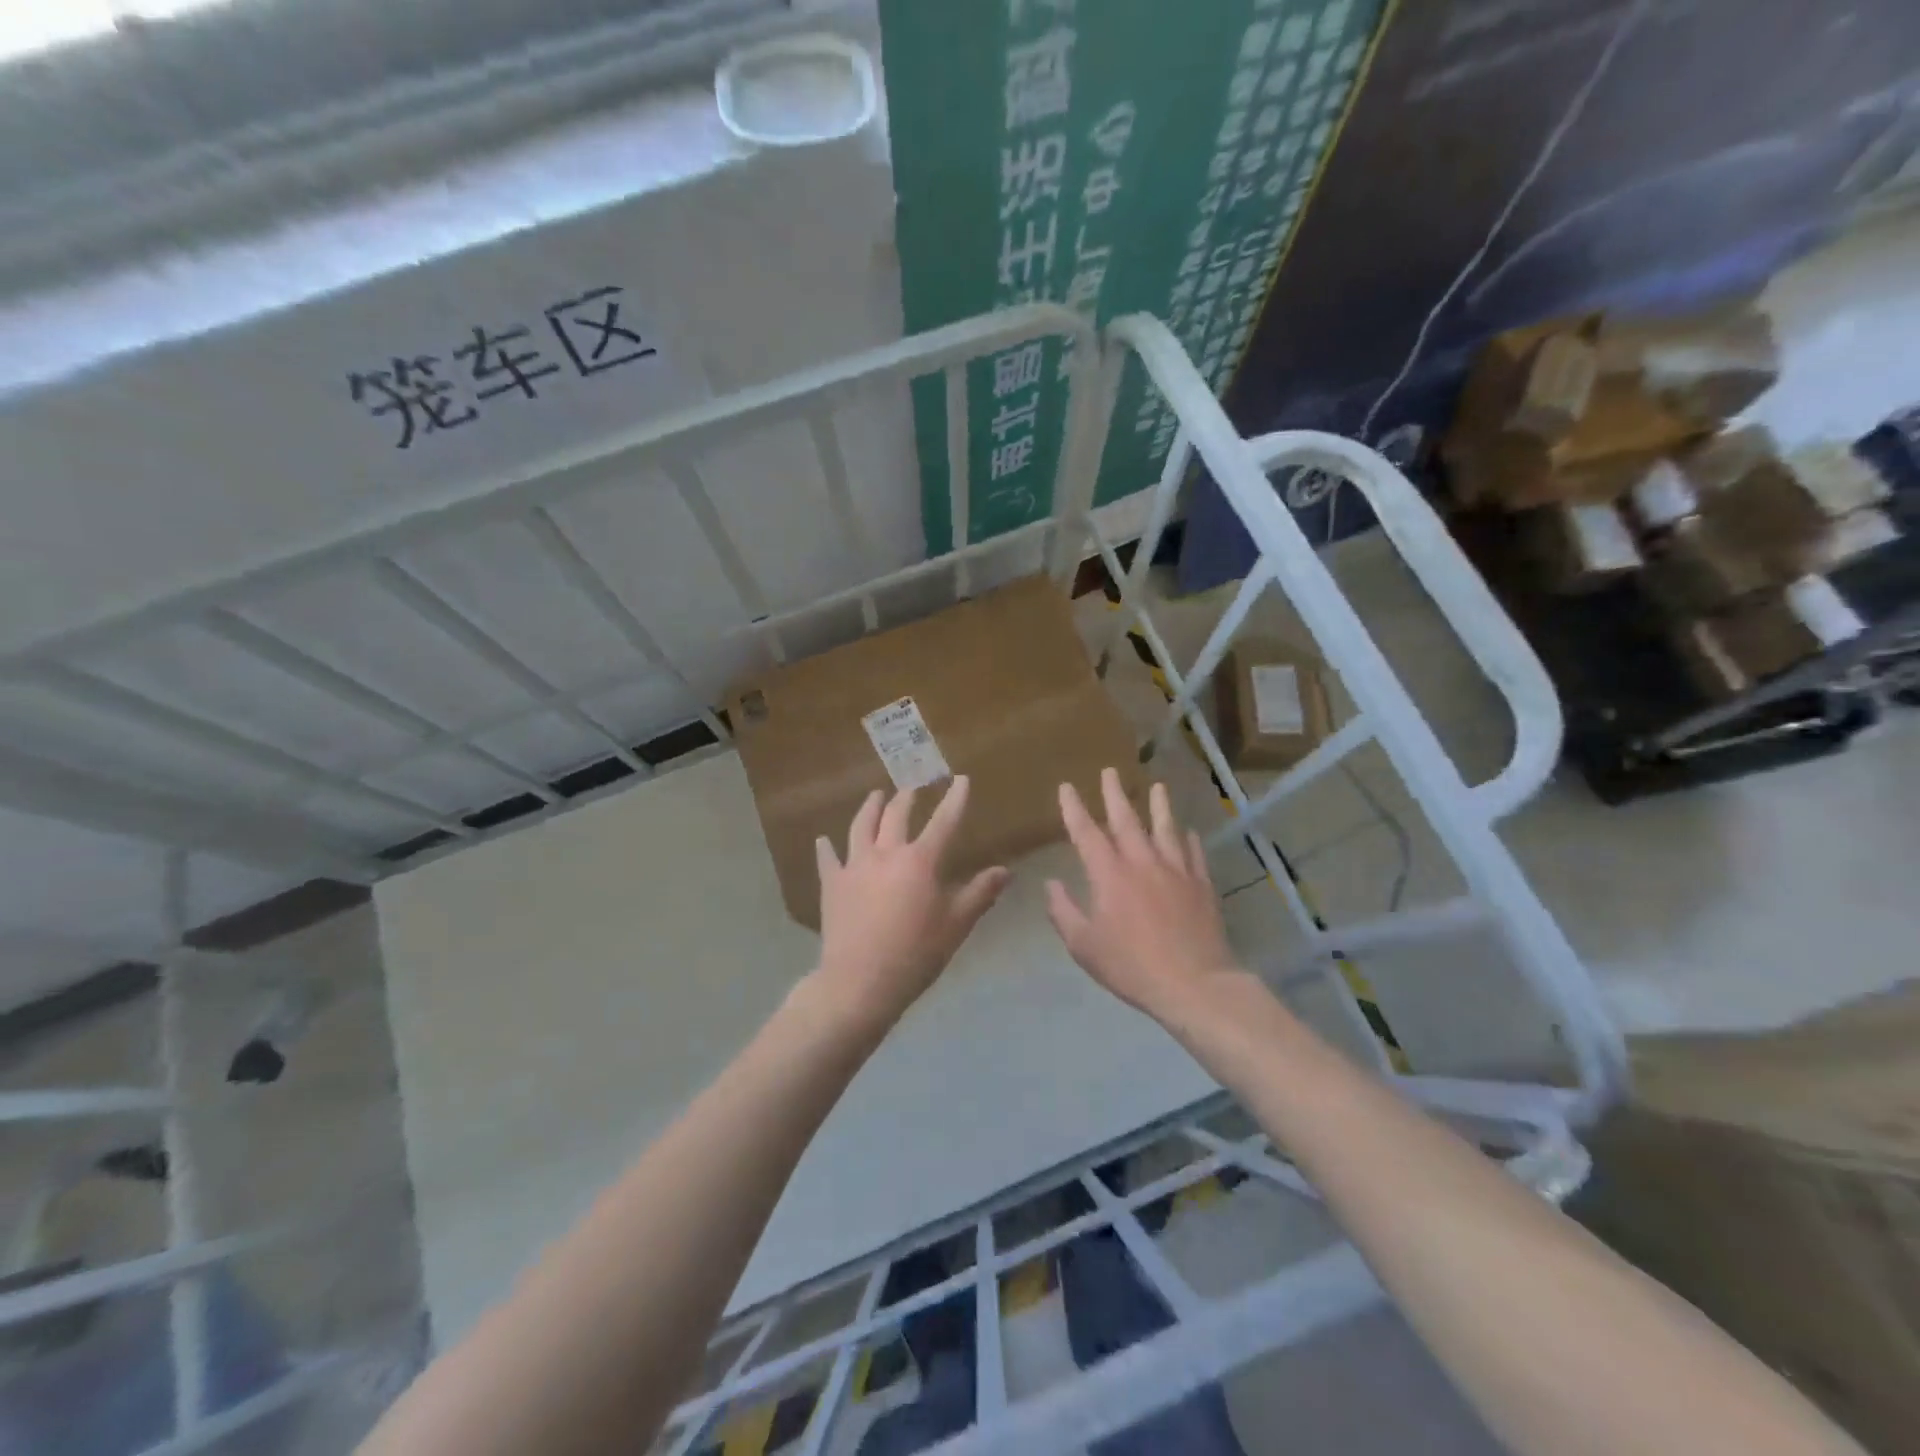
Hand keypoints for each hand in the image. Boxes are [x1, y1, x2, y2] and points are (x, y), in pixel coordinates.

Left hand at [812, 777, 1009, 1030]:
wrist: (860, 981)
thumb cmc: (916, 953)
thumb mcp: (956, 925)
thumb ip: (980, 894)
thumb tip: (1005, 870)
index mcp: (920, 861)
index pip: (943, 822)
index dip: (955, 799)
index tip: (961, 779)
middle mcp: (886, 853)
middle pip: (896, 816)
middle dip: (907, 797)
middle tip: (912, 787)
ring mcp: (855, 866)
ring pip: (861, 826)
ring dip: (870, 808)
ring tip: (875, 795)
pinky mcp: (832, 884)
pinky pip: (828, 859)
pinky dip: (826, 848)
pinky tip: (823, 840)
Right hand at [1046, 769, 1242, 1020]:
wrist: (1193, 984)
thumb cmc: (1131, 966)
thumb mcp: (1084, 945)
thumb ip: (1064, 911)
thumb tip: (1051, 884)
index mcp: (1109, 874)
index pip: (1086, 833)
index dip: (1074, 808)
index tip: (1067, 787)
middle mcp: (1142, 862)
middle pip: (1126, 820)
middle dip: (1115, 793)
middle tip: (1110, 770)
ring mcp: (1176, 871)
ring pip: (1166, 828)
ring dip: (1159, 805)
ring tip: (1158, 786)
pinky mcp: (1201, 885)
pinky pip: (1194, 854)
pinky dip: (1189, 840)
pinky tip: (1188, 832)